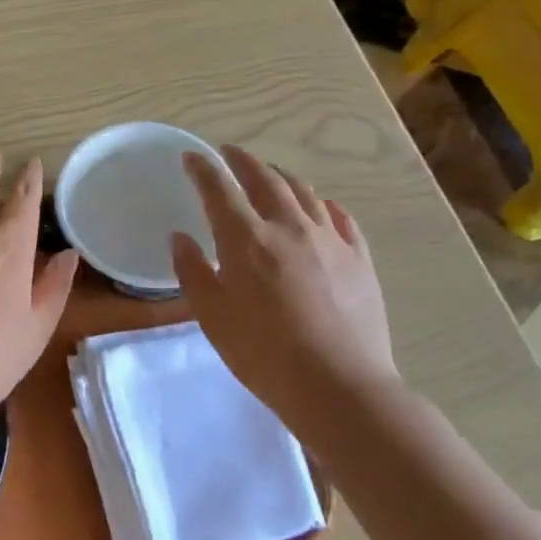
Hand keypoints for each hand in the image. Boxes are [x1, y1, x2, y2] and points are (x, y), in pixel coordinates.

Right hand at [171, 145, 398, 436]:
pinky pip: (341, 218)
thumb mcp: (212, 316)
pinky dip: (324, 204)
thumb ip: (192, 271)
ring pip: (304, 192)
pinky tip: (321, 207)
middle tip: (229, 152)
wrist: (340, 386)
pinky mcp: (360, 259)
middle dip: (242, 161)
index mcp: (246, 239)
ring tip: (270, 174)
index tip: (191, 157)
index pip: (219, 189)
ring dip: (281, 177)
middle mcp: (288, 226)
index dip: (202, 168)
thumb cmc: (264, 353)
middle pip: (264, 179)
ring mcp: (329, 240)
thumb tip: (180, 237)